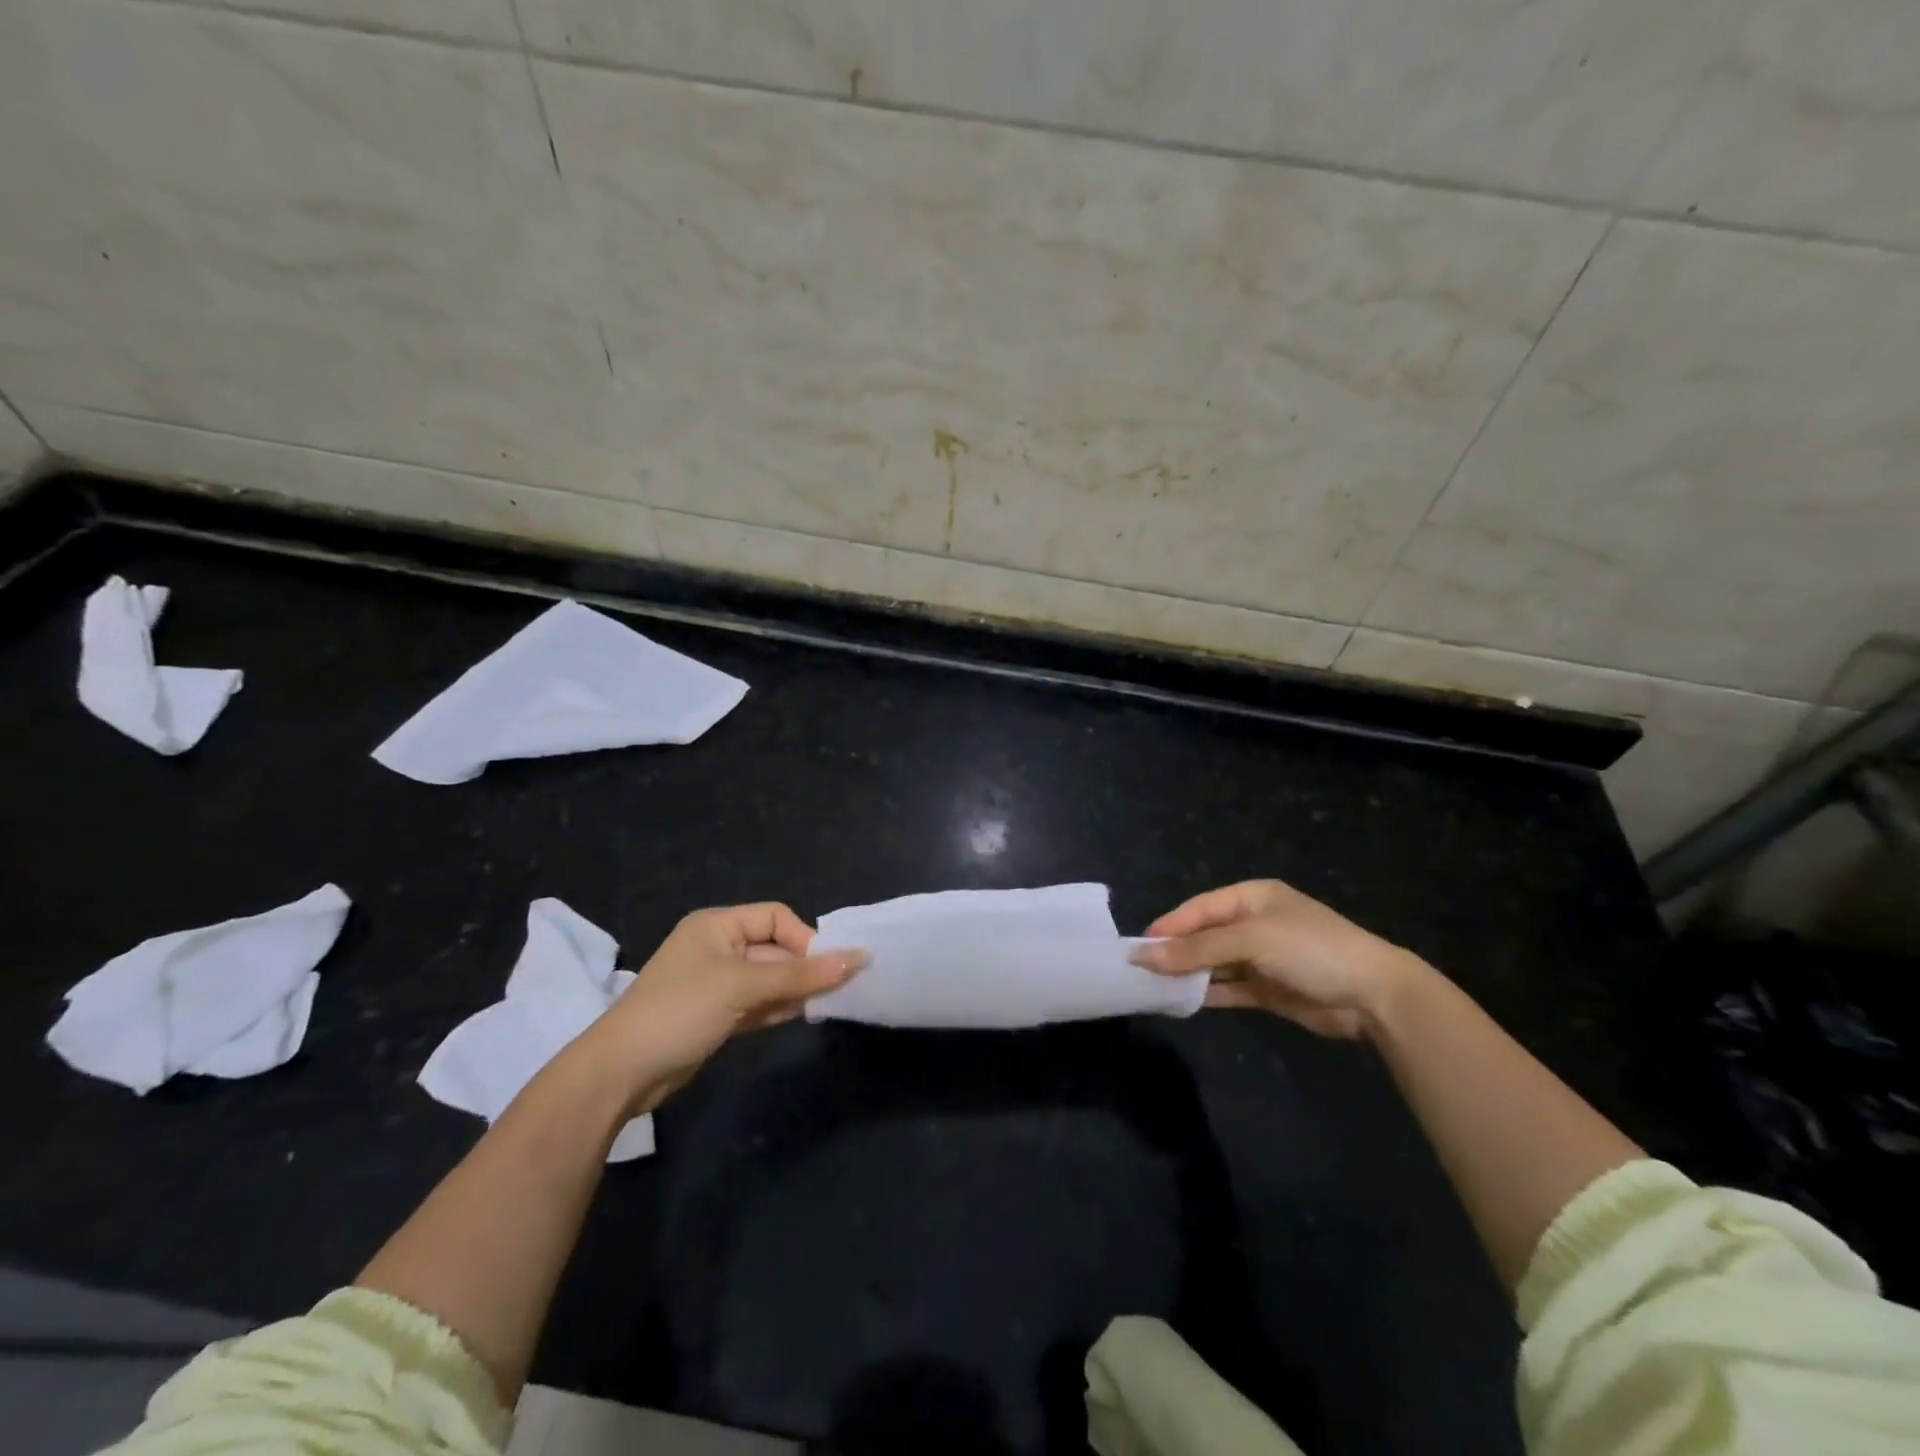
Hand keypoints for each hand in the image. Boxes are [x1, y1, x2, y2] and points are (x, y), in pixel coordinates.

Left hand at [576, 903, 866, 1113]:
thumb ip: (800, 974)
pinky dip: (782, 1006)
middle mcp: (718, 948)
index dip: (804, 938)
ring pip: (770, 979)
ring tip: (833, 1001)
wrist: (621, 1074)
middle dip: (805, 966)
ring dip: (798, 988)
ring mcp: (718, 984)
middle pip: (775, 948)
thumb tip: (858, 957)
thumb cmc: (680, 1011)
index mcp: (717, 926)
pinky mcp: (718, 1015)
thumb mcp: (742, 987)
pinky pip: (760, 1003)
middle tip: (841, 987)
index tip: (829, 966)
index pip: (775, 917)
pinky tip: (808, 1014)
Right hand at [1130, 879, 1417, 1039]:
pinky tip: (1182, 1001)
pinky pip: (1229, 988)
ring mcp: (1262, 958)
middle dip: (1175, 951)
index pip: (1198, 908)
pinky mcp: (1268, 989)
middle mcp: (1254, 924)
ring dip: (1188, 974)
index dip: (1169, 926)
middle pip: (1203, 935)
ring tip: (1153, 988)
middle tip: (1139, 970)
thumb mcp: (1251, 940)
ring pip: (1213, 963)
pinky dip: (1208, 994)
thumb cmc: (1310, 949)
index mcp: (1251, 897)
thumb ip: (1197, 948)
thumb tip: (1145, 956)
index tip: (1138, 947)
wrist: (1373, 996)